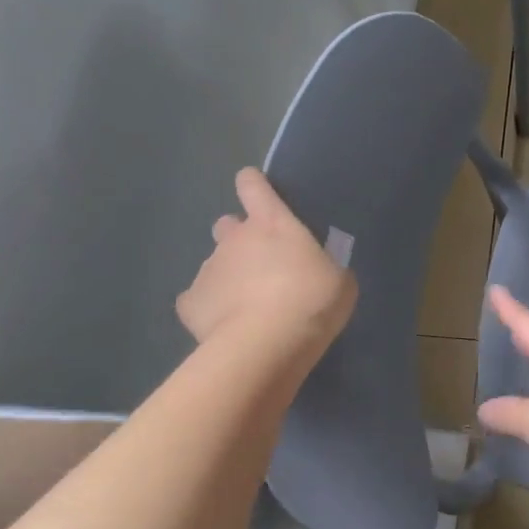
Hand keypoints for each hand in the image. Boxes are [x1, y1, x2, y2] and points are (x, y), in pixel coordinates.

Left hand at [176, 169, 355, 370]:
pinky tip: (225, 325)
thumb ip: (322, 266)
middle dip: (239, 239)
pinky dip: (208, 308)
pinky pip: (196, 300)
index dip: (254, 186)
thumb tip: (314, 271)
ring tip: (248, 306)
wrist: (268, 343)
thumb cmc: (313, 300)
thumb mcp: (338, 279)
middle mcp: (235, 239)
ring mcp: (208, 269)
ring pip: (214, 264)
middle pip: (227, 225)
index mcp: (273, 223)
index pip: (253, 186)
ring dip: (229, 277)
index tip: (258, 191)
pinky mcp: (190, 303)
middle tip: (261, 264)